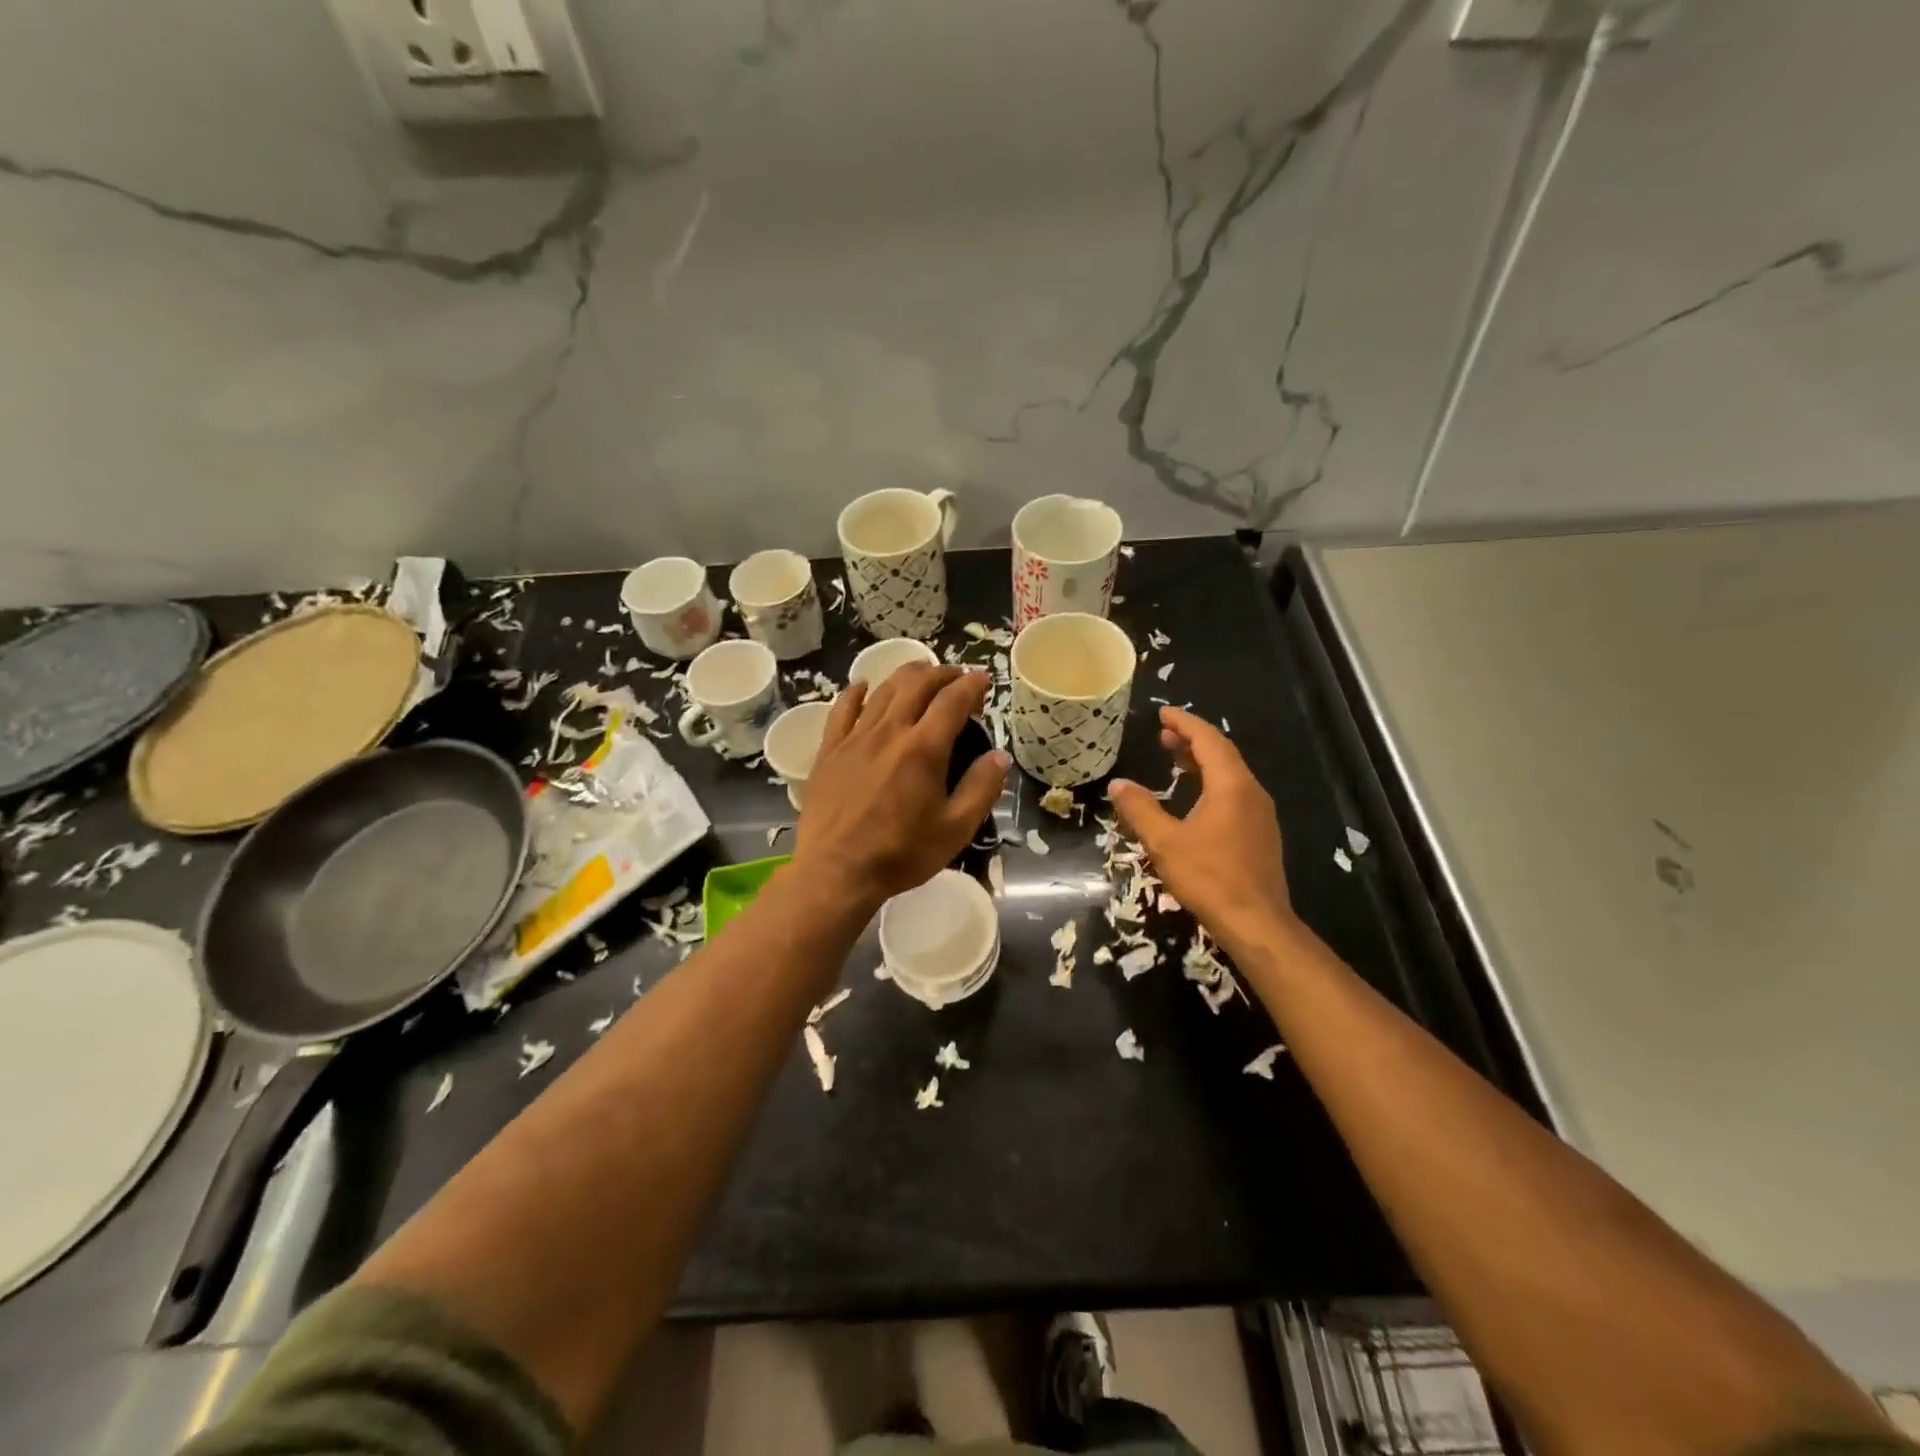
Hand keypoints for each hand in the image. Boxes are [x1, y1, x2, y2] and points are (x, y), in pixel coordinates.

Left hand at [794, 663, 1008, 909]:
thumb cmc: (901, 853)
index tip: (983, 679)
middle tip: (955, 676)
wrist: (837, 871)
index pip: (952, 700)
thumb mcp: (956, 829)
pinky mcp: (829, 750)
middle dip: (941, 673)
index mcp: (924, 749)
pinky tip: (863, 686)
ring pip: (882, 690)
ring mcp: (855, 738)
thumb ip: (981, 789)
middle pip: (916, 685)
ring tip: (920, 673)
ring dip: (906, 675)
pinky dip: (856, 692)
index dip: (971, 684)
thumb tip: (1000, 756)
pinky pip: (842, 709)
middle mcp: (889, 732)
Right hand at [1108, 707, 1295, 952]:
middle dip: (1192, 740)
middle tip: (1163, 735)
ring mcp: (1260, 814)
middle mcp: (1251, 792)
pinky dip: (1212, 783)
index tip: (1163, 713)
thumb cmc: (1209, 878)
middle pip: (1222, 754)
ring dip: (1202, 762)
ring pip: (1230, 774)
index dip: (1184, 723)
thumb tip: (1118, 784)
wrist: (1257, 923)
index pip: (1208, 740)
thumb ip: (1140, 809)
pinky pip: (1235, 793)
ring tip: (1174, 759)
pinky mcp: (1260, 834)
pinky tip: (1195, 798)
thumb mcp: (1164, 842)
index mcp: (1231, 786)